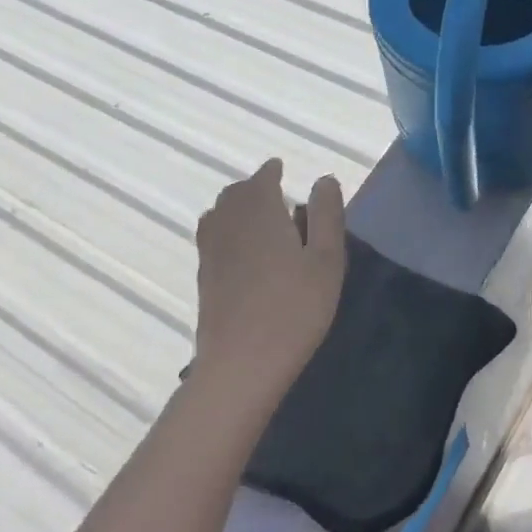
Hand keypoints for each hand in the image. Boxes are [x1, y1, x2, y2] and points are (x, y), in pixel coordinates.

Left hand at [192, 159, 345, 402]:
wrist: (242, 363)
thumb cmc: (294, 308)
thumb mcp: (326, 259)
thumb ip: (326, 215)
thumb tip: (324, 180)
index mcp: (260, 212)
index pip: (262, 179)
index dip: (271, 171)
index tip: (280, 168)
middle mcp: (229, 224)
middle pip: (235, 194)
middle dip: (253, 187)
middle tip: (275, 193)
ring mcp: (211, 252)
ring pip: (219, 214)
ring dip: (236, 207)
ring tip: (257, 217)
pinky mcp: (205, 278)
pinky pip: (212, 237)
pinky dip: (225, 228)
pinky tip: (241, 248)